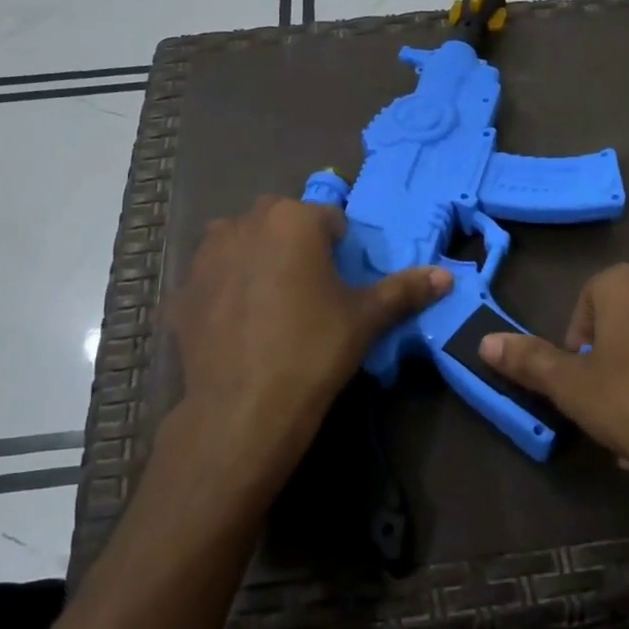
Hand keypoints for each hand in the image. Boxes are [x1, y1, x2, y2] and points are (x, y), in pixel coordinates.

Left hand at [166, 195, 448, 489]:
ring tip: (271, 304)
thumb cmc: (313, 350)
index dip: (341, 248)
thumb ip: (405, 291)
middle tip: (311, 291)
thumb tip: (446, 277)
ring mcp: (206, 256)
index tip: (343, 282)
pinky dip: (226, 290)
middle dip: (297, 245)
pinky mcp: (182, 291)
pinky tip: (237, 327)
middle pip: (281, 222)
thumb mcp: (365, 319)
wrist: (243, 409)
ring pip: (241, 243)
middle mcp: (244, 223)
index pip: (328, 219)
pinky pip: (213, 278)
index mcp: (293, 220)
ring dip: (257, 258)